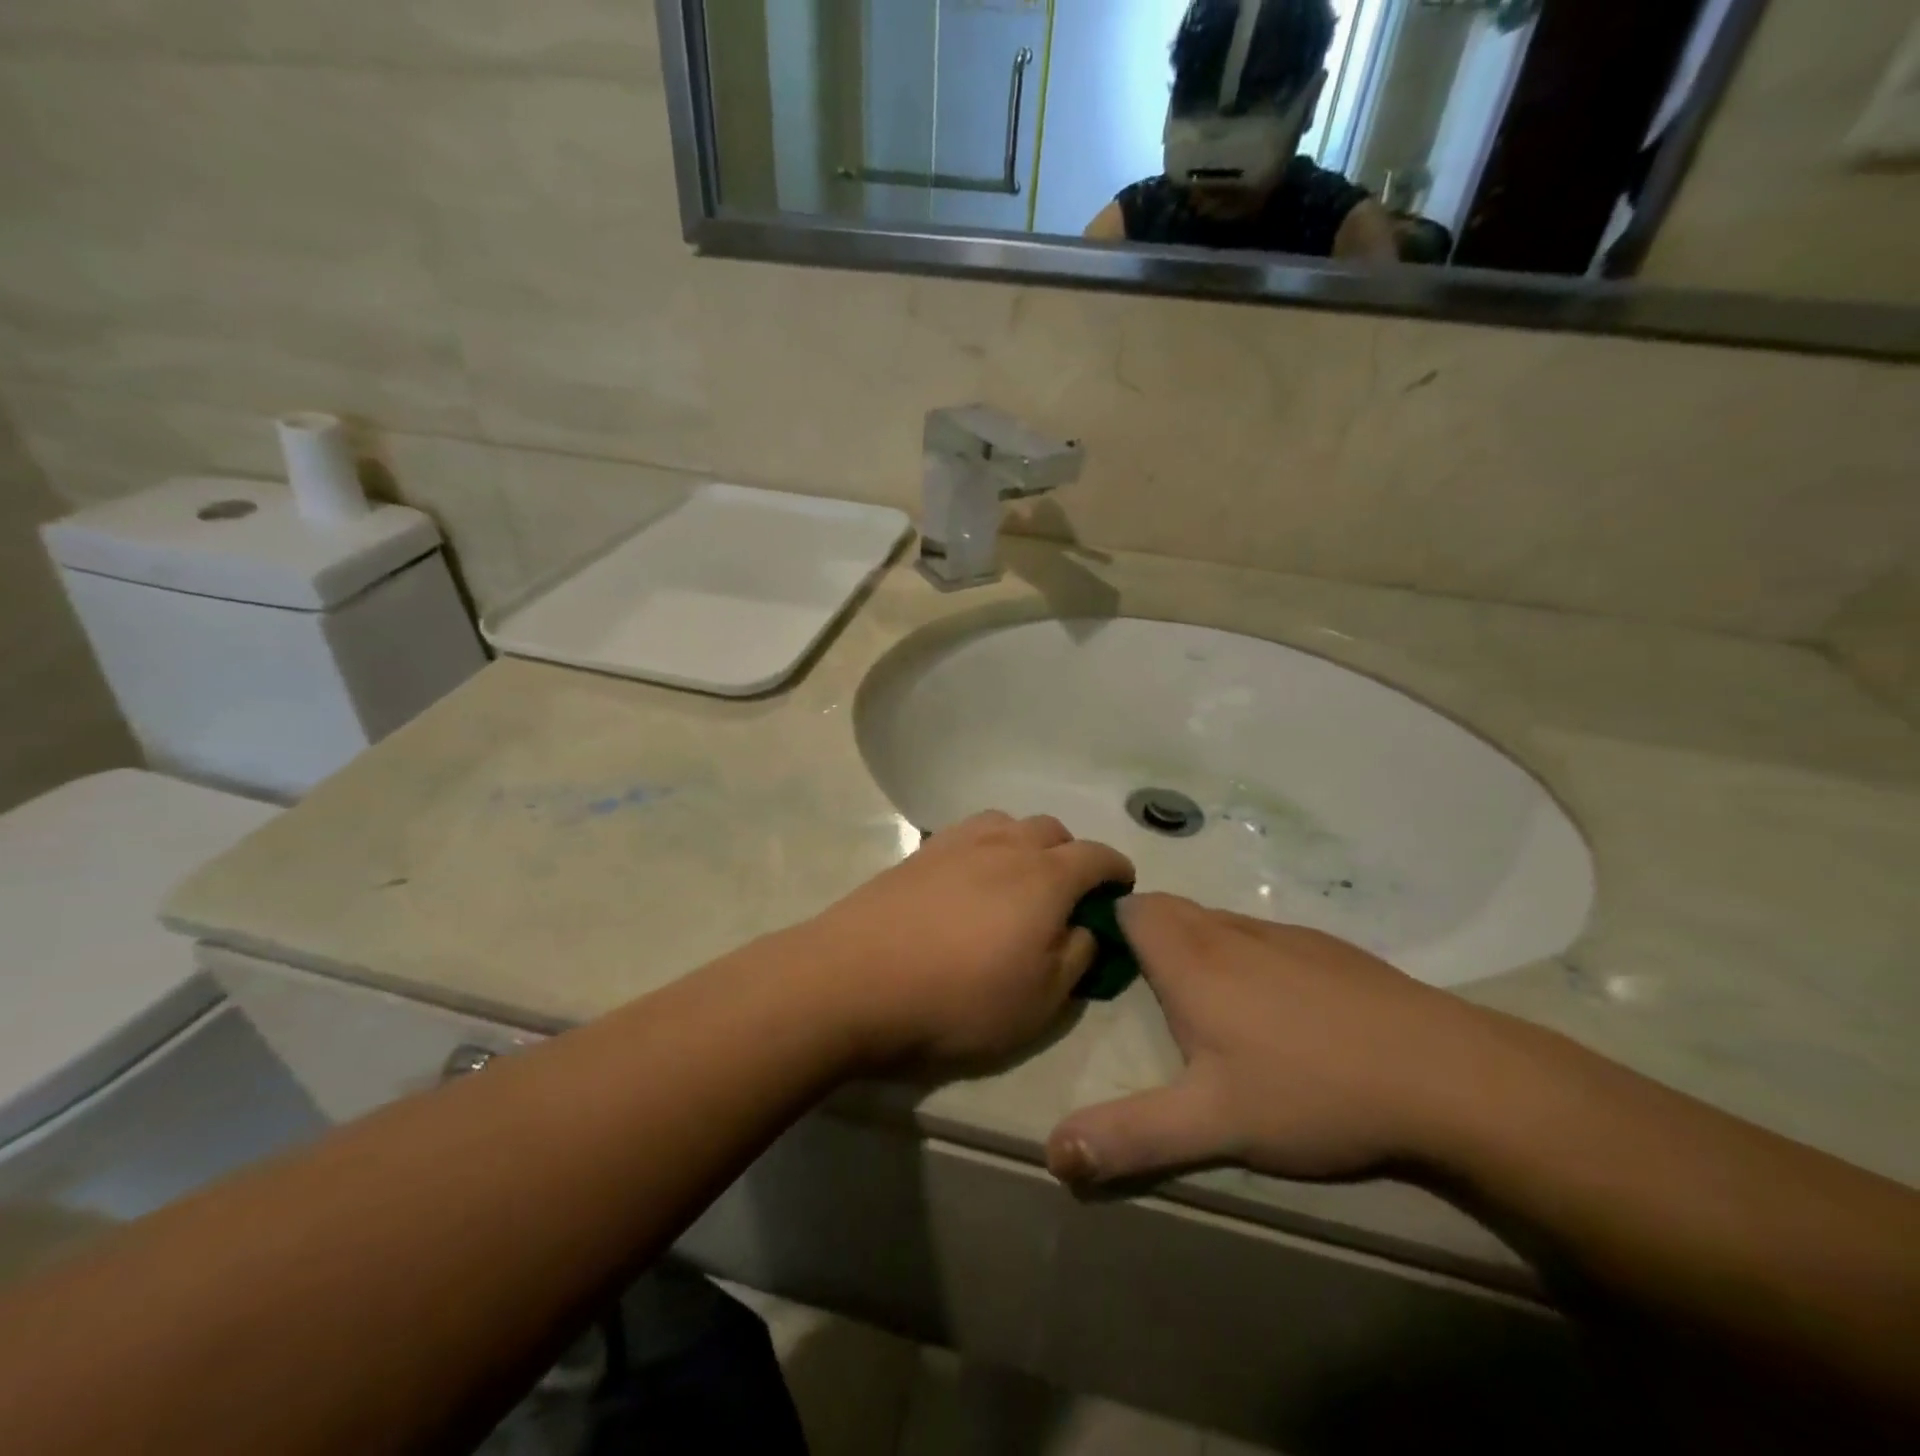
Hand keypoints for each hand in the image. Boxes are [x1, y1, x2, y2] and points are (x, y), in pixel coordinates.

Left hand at [801, 812, 1133, 1070]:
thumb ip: (1076, 956)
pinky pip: (968, 834)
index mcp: (1045, 876)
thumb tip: (1084, 927)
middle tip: (1067, 894)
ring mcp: (957, 842)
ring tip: (1018, 881)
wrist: (855, 980)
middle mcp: (1005, 845)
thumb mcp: (1040, 1001)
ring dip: (1026, 844)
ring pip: (1008, 823)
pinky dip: (986, 847)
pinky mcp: (918, 852)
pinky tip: (971, 880)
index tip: (1122, 888)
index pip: (1097, 856)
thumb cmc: (958, 999)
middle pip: (1052, 830)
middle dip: (1071, 855)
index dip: (1117, 870)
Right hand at [1046, 895, 1501, 1186]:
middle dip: (1147, 937)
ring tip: (1205, 1004)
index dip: (1108, 925)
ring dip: (1196, 946)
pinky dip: (1248, 958)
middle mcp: (1230, 932)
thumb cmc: (1311, 1091)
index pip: (1131, 910)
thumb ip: (1129, 1137)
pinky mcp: (1330, 950)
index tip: (1102, 965)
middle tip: (1145, 993)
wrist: (1447, 1076)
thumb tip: (1053, 1155)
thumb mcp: (1211, 1126)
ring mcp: (1285, 936)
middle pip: (1170, 911)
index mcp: (1191, 959)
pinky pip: (1265, 939)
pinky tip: (1279, 1013)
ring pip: (1218, 923)